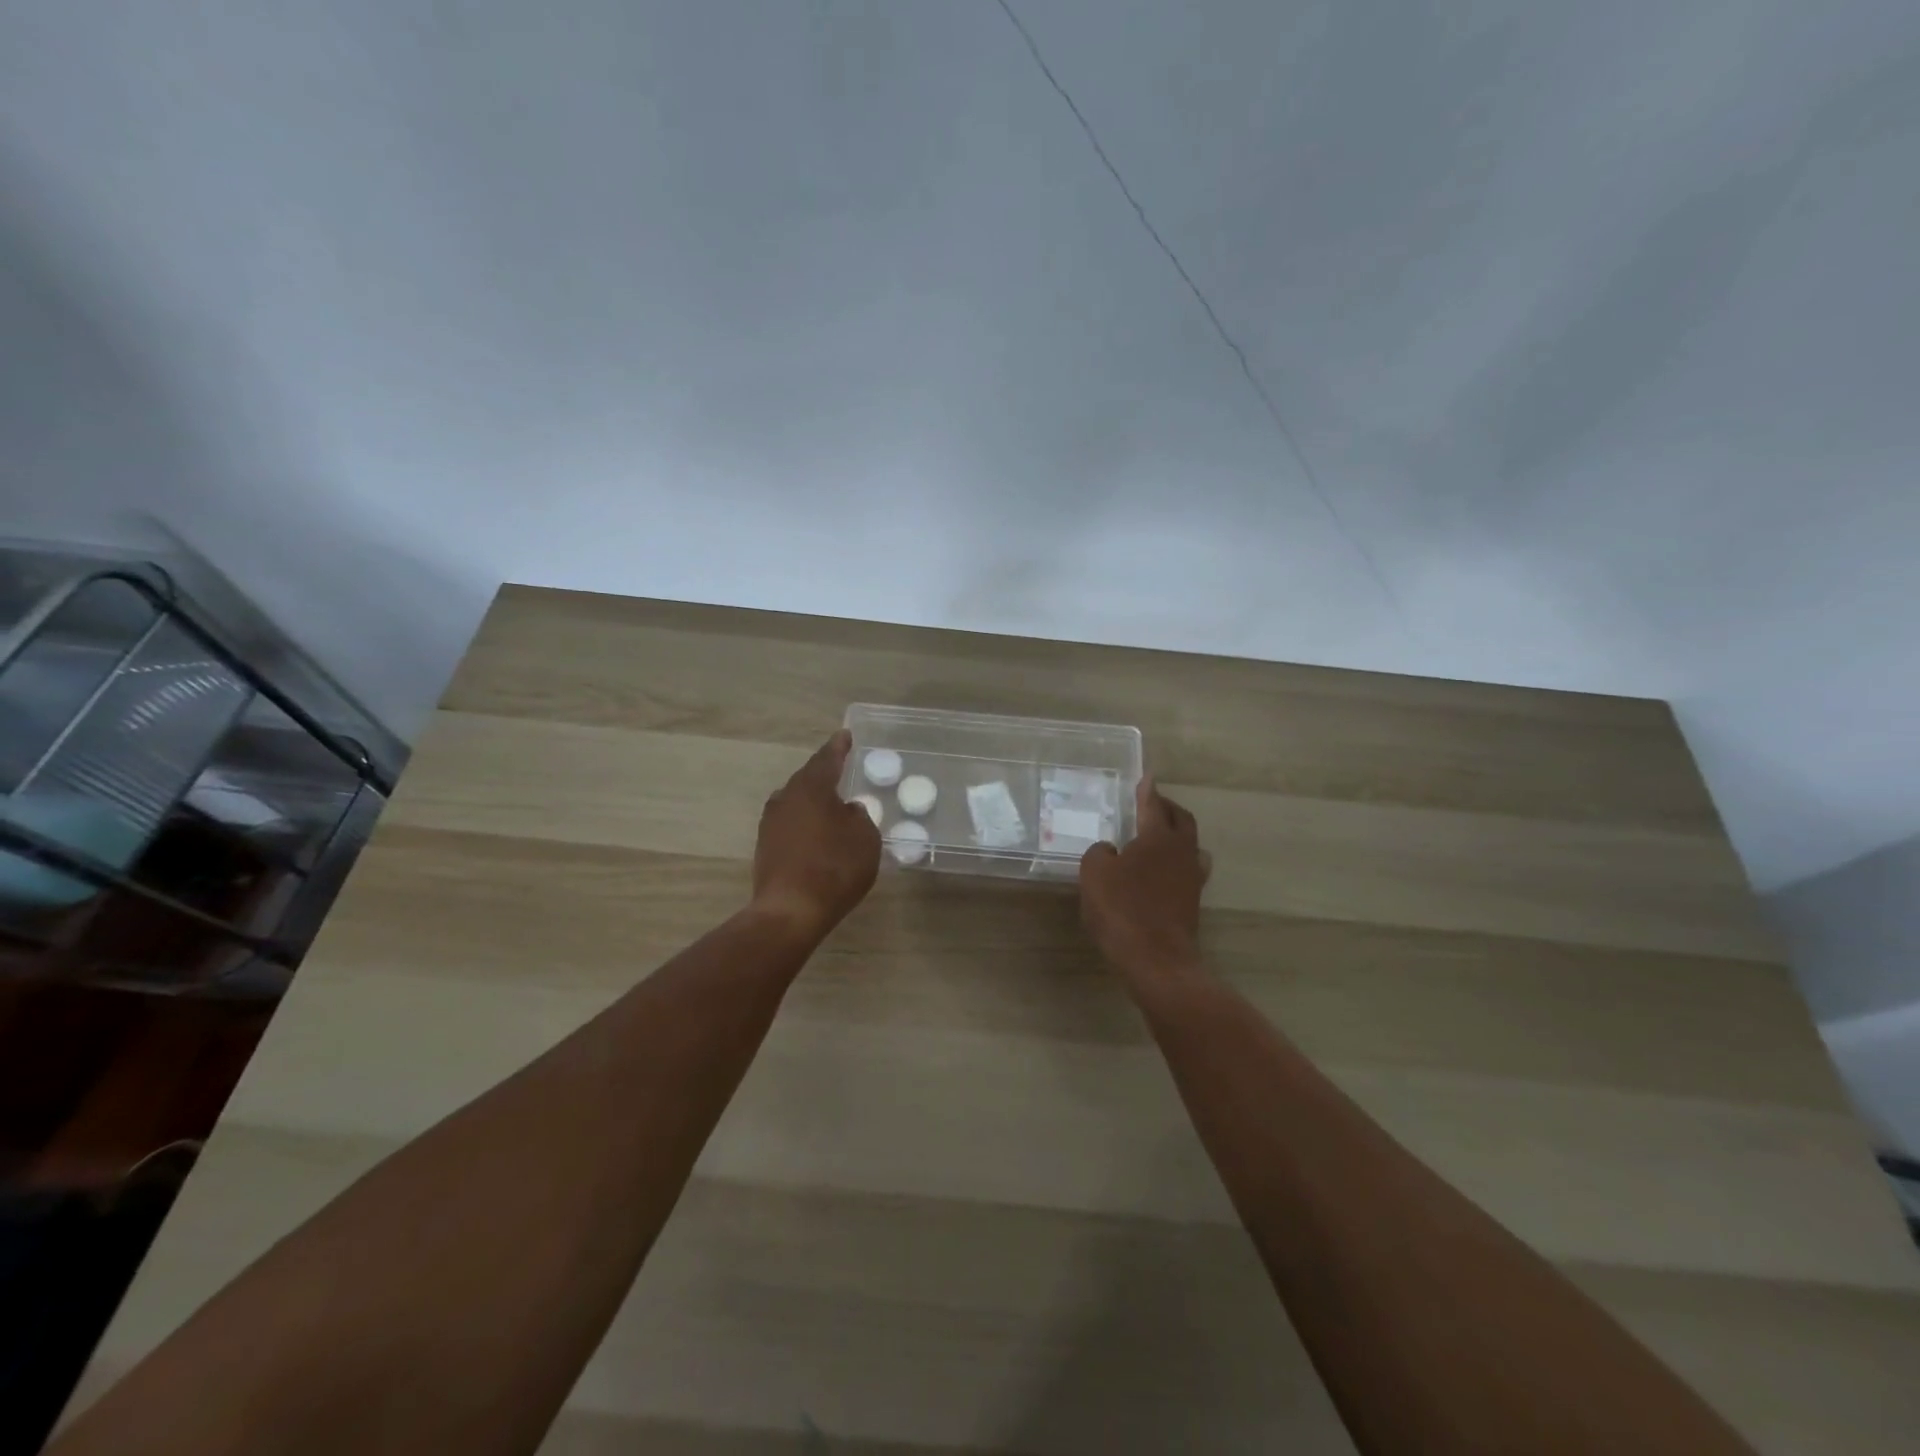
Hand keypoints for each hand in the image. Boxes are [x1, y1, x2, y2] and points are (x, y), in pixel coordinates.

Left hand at [752, 730, 880, 940]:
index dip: (839, 747)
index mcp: (811, 787)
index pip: (827, 758)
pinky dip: (806, 822)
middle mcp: (786, 798)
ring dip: (814, 799)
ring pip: (796, 801)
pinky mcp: (766, 847)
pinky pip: (791, 823)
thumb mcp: (865, 838)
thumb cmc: (835, 868)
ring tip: (832, 803)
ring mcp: (771, 823)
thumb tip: (847, 811)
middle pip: (807, 778)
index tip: (845, 735)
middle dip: (824, 773)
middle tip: (841, 769)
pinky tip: (818, 833)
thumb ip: (859, 817)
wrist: (790, 911)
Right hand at [1079, 777, 1210, 983]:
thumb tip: (1110, 851)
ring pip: (1190, 845)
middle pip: (1182, 821)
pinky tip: (1163, 871)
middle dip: (1167, 809)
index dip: (1147, 790)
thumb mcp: (1094, 874)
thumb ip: (1099, 853)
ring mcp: (1191, 878)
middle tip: (1152, 803)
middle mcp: (1181, 852)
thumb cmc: (1122, 909)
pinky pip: (1188, 870)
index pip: (1153, 805)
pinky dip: (1176, 862)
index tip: (1147, 776)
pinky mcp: (1192, 902)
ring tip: (1160, 835)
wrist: (1156, 959)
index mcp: (1158, 838)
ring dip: (1176, 835)